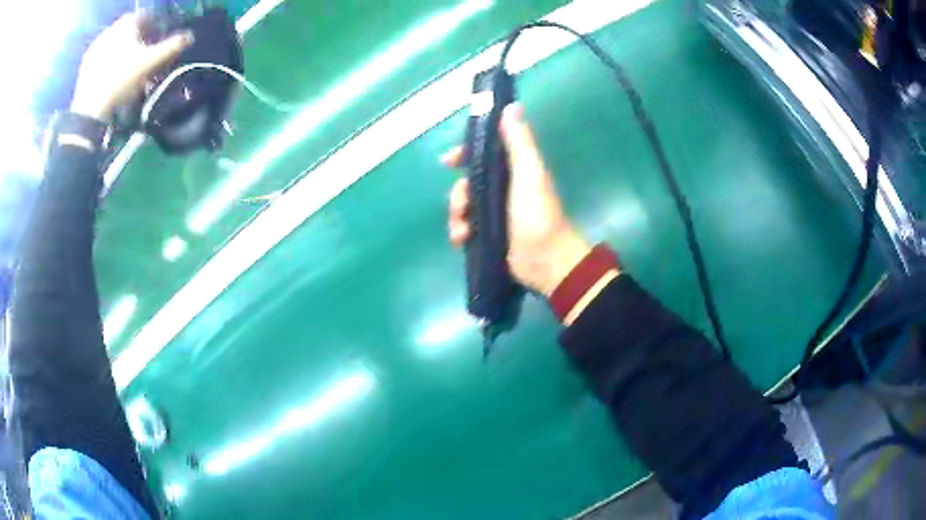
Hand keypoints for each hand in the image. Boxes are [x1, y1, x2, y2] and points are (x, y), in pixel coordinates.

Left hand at [71, 13, 192, 122]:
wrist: (89, 109)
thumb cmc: (121, 80)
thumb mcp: (150, 63)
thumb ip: (170, 47)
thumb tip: (190, 37)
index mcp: (127, 23)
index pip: (145, 16)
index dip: (154, 24)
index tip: (157, 38)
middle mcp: (112, 28)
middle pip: (129, 28)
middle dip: (137, 38)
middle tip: (142, 54)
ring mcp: (96, 46)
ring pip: (115, 41)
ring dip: (122, 49)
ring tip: (126, 67)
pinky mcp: (86, 63)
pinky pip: (102, 55)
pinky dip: (109, 60)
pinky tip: (111, 75)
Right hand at [442, 103, 591, 296]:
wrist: (545, 260)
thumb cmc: (537, 214)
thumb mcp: (529, 173)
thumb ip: (519, 142)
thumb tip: (511, 106)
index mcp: (513, 171)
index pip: (482, 155)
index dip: (463, 154)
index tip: (448, 161)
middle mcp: (502, 190)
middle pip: (467, 183)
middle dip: (458, 194)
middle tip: (463, 206)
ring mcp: (495, 214)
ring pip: (463, 207)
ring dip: (456, 216)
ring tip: (463, 231)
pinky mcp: (489, 236)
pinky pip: (464, 228)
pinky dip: (459, 232)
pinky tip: (462, 240)